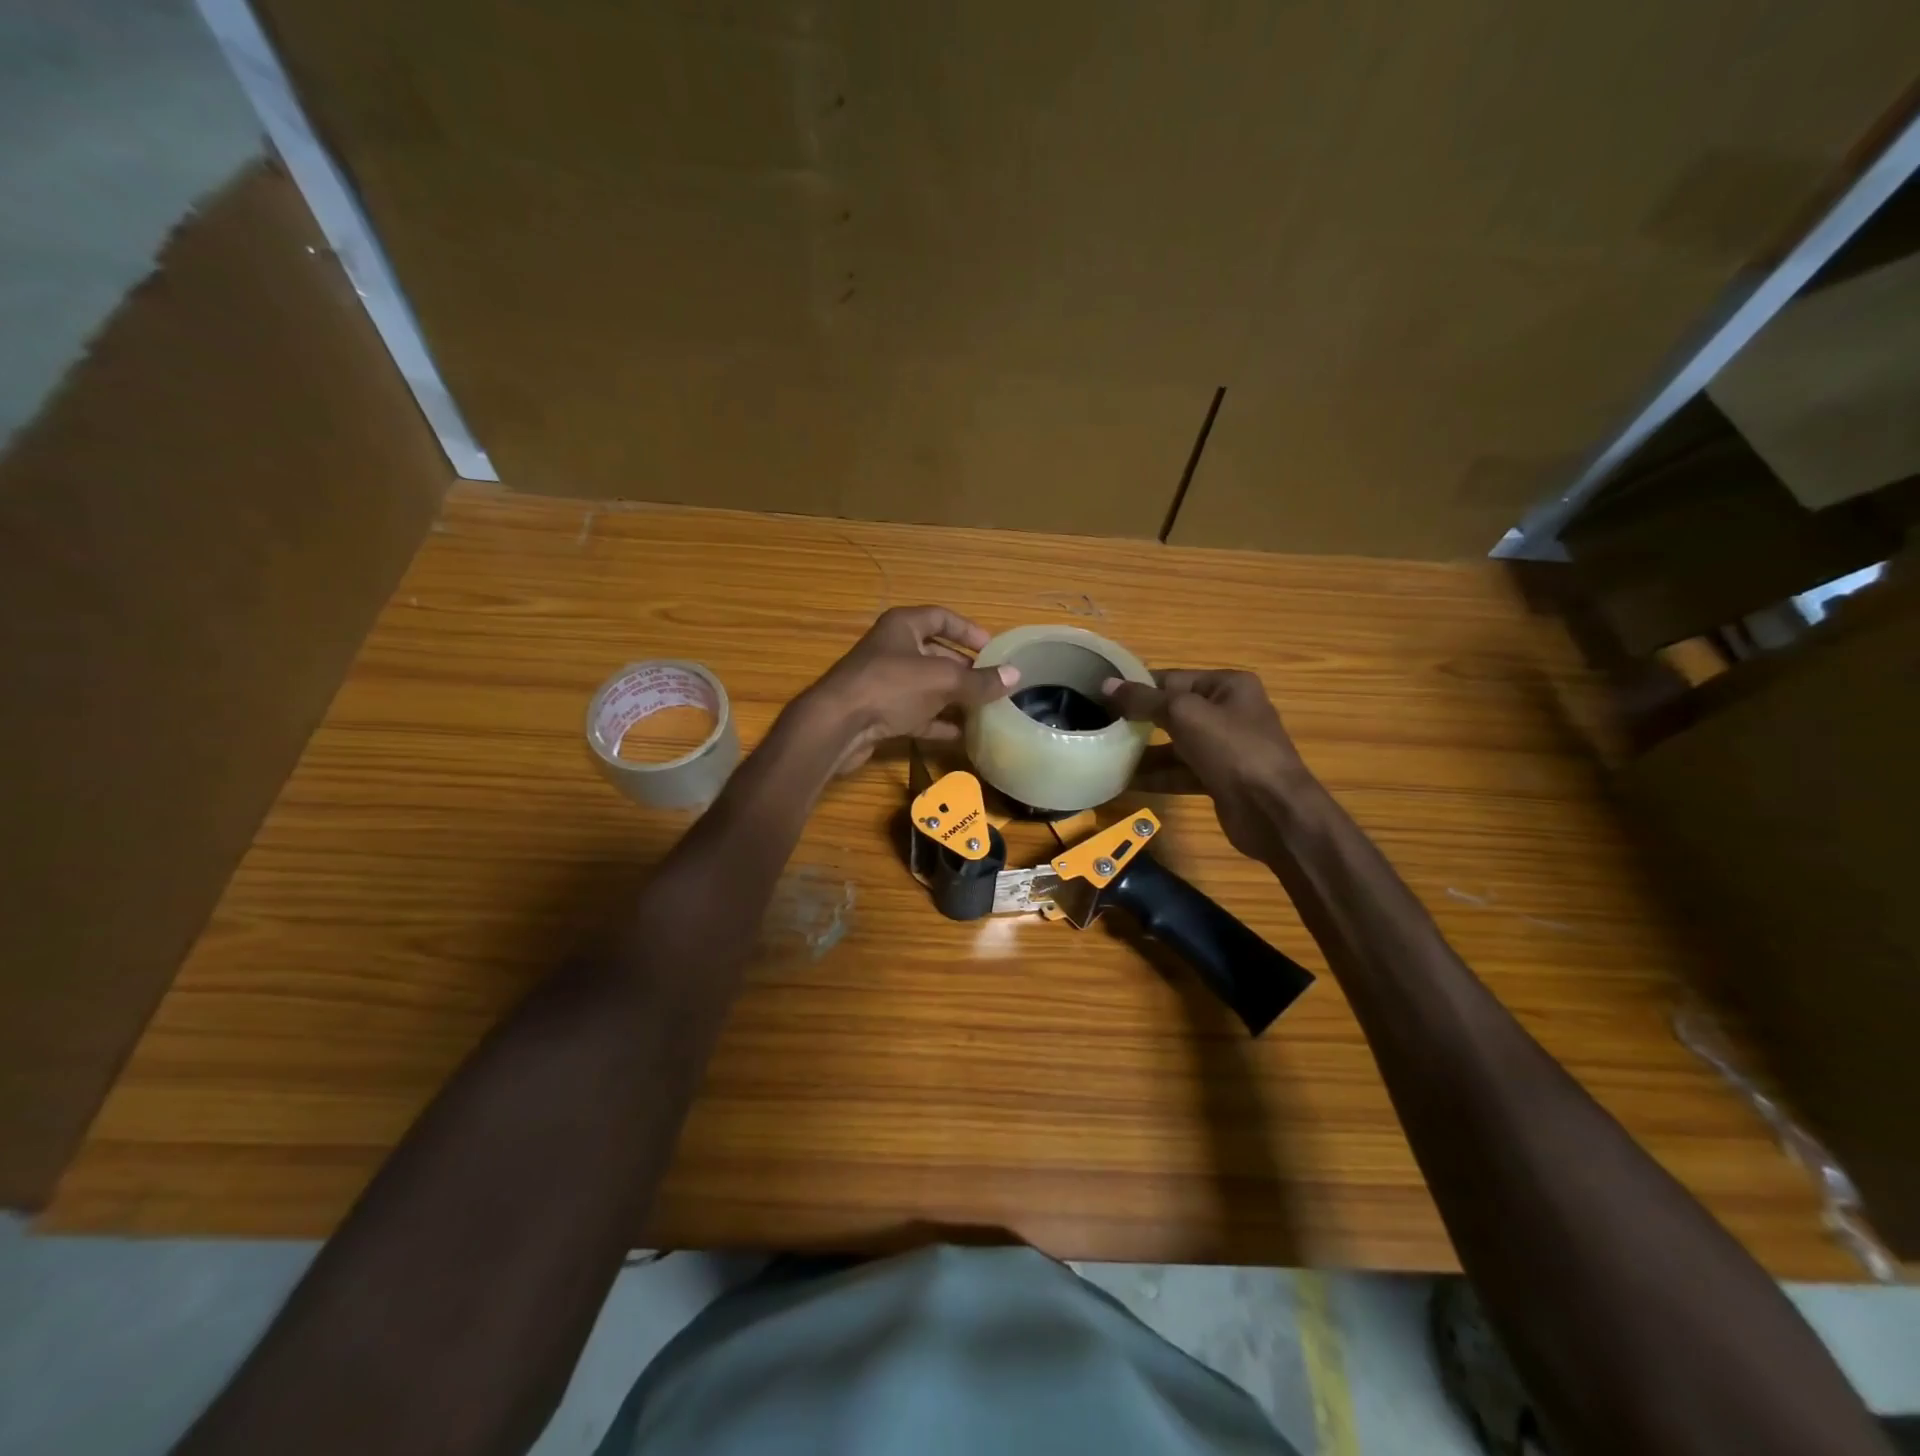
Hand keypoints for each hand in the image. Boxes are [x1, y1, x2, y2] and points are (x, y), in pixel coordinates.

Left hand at [803, 606, 1019, 775]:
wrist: (837, 726)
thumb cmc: (890, 687)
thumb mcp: (942, 680)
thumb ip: (979, 681)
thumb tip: (1015, 675)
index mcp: (903, 627)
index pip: (941, 617)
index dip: (968, 630)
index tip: (992, 647)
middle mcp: (892, 649)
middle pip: (935, 653)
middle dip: (964, 669)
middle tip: (992, 683)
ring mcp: (884, 682)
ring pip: (926, 685)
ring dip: (953, 697)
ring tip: (984, 709)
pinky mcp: (879, 712)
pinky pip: (916, 713)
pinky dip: (937, 721)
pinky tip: (961, 734)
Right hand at [1103, 669, 1311, 861]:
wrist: (1273, 811)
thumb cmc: (1233, 750)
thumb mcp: (1185, 716)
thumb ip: (1144, 700)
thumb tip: (1106, 685)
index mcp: (1228, 686)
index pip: (1173, 679)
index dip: (1138, 686)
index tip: (1101, 696)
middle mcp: (1229, 712)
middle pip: (1173, 711)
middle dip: (1138, 720)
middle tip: (1099, 725)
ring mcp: (1225, 748)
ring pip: (1175, 744)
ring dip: (1143, 752)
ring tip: (1105, 754)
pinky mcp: (1219, 779)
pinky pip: (1181, 771)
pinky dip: (1156, 776)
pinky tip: (1124, 782)